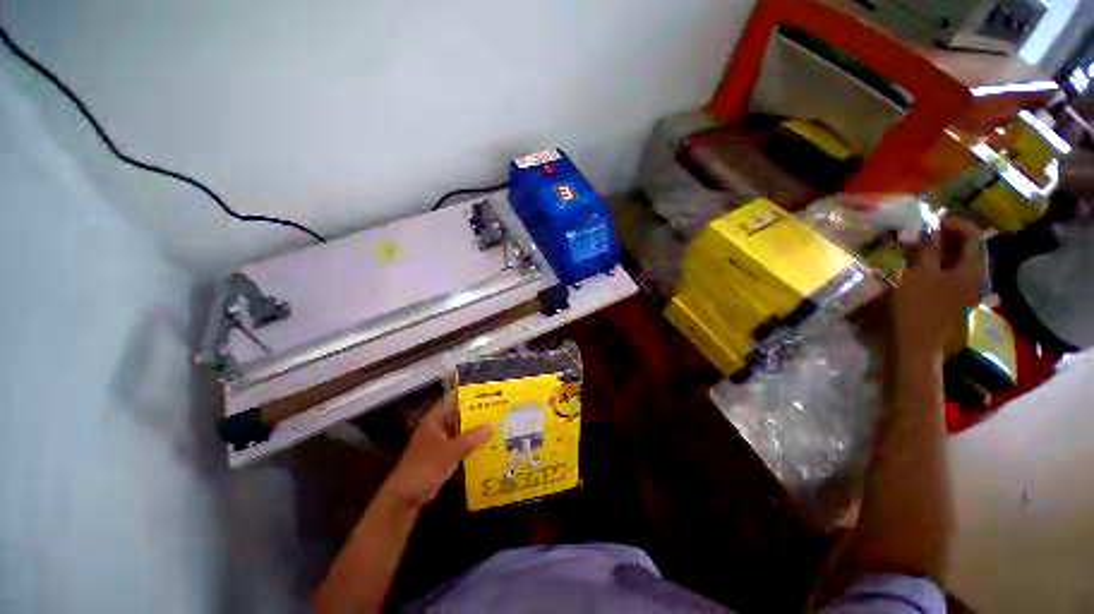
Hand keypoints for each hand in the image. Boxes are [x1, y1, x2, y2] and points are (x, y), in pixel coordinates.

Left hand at [382, 395, 491, 508]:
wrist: (405, 496)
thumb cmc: (425, 468)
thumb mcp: (450, 452)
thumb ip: (471, 439)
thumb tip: (493, 425)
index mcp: (435, 419)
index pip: (454, 399)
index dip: (470, 395)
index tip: (489, 392)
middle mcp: (437, 426)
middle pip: (459, 414)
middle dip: (477, 412)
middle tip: (499, 409)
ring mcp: (440, 441)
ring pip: (461, 430)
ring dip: (475, 429)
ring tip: (498, 424)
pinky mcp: (442, 455)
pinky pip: (460, 444)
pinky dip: (471, 443)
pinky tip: (487, 444)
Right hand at [893, 218, 982, 353]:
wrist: (912, 343)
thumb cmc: (916, 306)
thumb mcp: (918, 273)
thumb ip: (925, 248)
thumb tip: (924, 228)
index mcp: (972, 269)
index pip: (971, 234)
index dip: (951, 223)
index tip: (927, 220)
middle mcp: (972, 277)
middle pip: (963, 248)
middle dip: (942, 236)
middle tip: (917, 232)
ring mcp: (961, 290)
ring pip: (952, 261)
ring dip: (935, 251)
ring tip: (912, 247)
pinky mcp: (947, 299)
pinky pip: (944, 274)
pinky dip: (931, 265)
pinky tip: (914, 266)